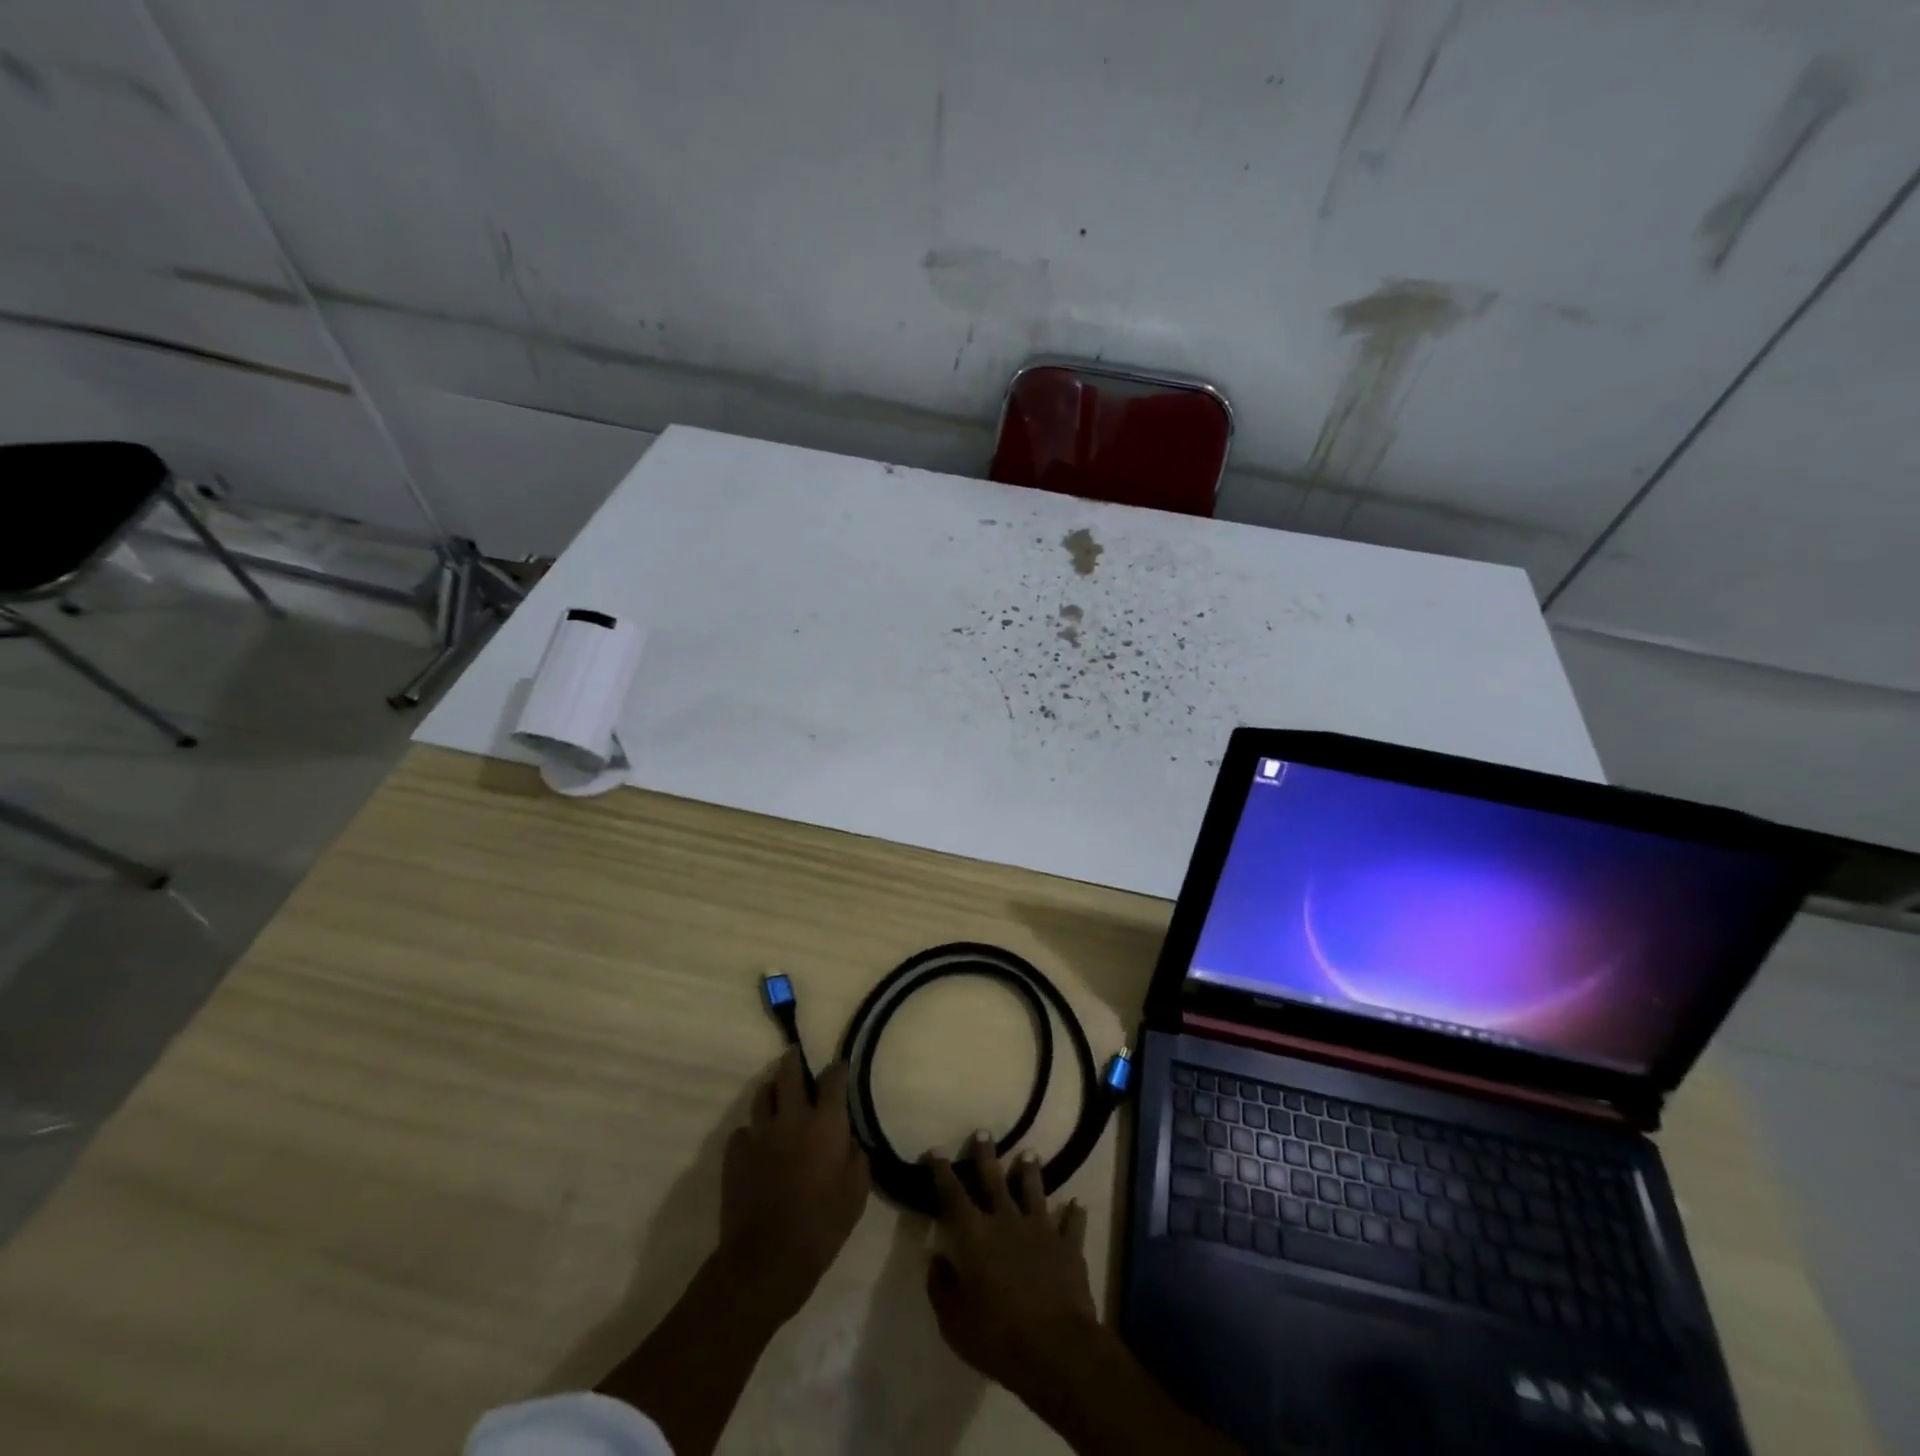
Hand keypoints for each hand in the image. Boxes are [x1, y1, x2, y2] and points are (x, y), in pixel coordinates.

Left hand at [719, 1049, 869, 1321]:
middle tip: (795, 1055)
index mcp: (826, 1122)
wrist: (767, 1258)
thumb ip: (857, 1157)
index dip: (838, 1069)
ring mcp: (760, 1132)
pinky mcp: (735, 1153)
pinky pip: (744, 1130)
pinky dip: (753, 1131)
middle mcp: (792, 1116)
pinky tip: (758, 1143)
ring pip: (763, 1094)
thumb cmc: (822, 1224)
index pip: (833, 1078)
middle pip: (790, 1072)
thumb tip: (850, 1140)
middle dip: (794, 1060)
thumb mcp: (856, 1192)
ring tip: (776, 1094)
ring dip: (772, 1090)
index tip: (840, 1067)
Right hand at [925, 1135, 1096, 1402]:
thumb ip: (941, 1287)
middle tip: (983, 1131)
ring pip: (1034, 1191)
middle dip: (986, 1155)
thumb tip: (935, 1258)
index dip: (942, 1172)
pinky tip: (1077, 1203)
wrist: (1055, 1347)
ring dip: (1030, 1171)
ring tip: (1030, 1152)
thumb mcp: (954, 1321)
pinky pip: (1072, 1224)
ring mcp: (1041, 1230)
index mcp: (975, 1236)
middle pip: (994, 1180)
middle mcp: (1007, 1221)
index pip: (953, 1195)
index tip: (935, 1150)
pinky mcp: (1068, 1246)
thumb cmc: (997, 1336)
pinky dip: (1074, 1213)